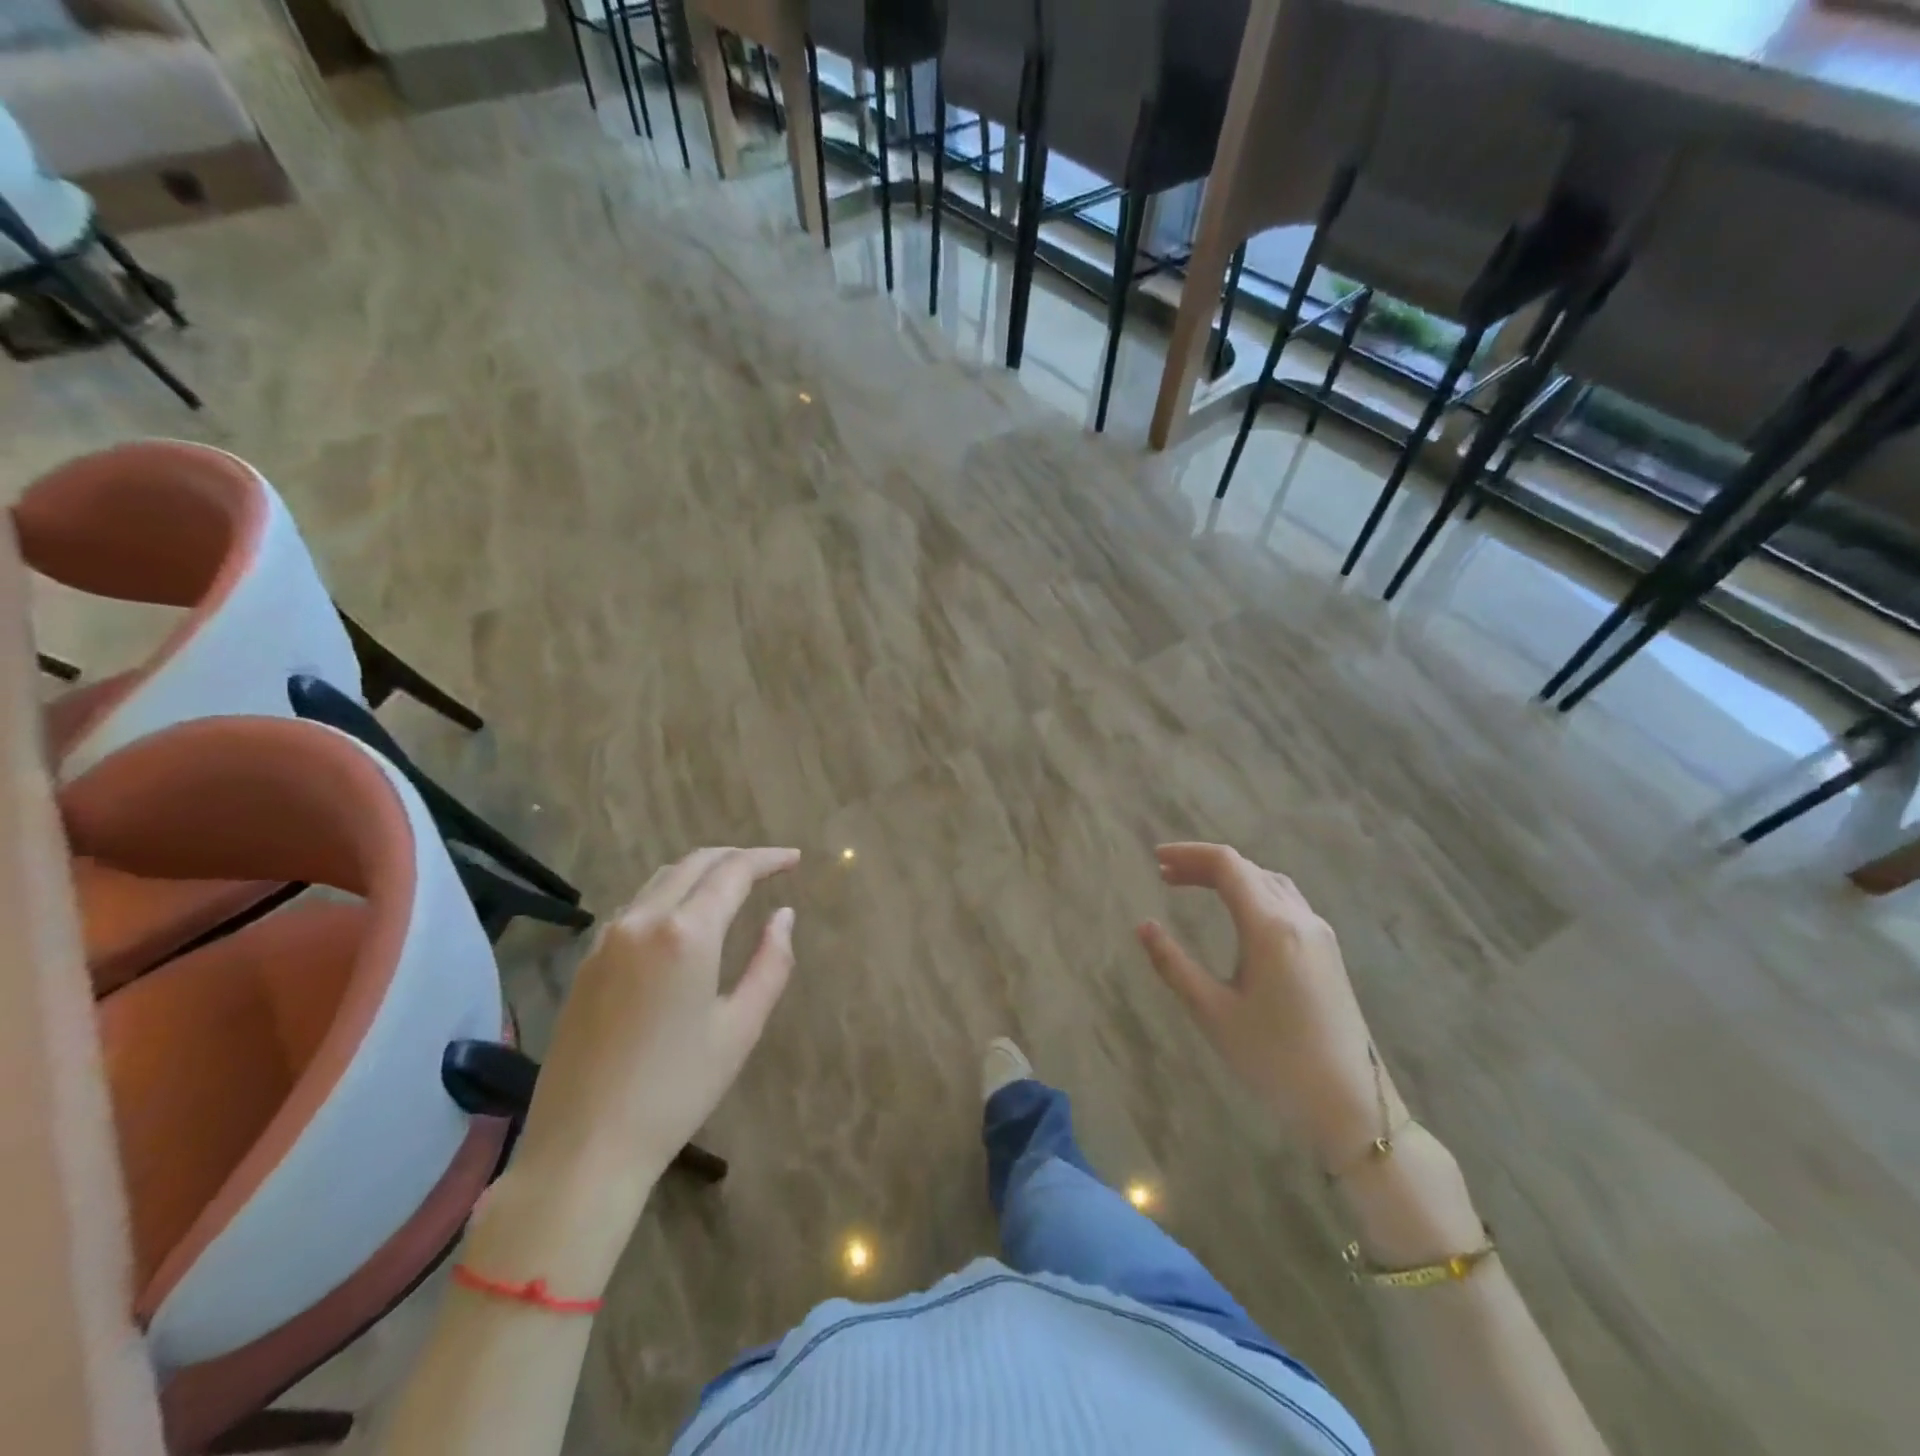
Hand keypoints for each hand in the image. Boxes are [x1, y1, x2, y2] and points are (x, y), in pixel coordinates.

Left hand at [505, 847, 799, 1254]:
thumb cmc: (676, 1091)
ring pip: (661, 879)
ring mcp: (607, 939)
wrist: (583, 1148)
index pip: (733, 872)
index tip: (795, 858)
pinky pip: (636, 906)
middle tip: (770, 866)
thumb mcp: (741, 1027)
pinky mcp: (587, 962)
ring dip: (701, 871)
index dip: (768, 859)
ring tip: (732, 884)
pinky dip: (670, 893)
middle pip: (694, 863)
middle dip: (736, 857)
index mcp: (686, 933)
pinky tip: (684, 916)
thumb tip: (783, 916)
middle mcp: (643, 921)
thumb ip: (770, 962)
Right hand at [1137, 842, 1395, 1171]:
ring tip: (1195, 886)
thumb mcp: (1213, 1012)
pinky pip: (1286, 900)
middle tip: (1165, 875)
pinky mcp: (1327, 951)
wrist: (1350, 1104)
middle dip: (1203, 864)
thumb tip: (1143, 926)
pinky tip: (1238, 912)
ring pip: (1270, 881)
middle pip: (1247, 868)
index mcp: (1269, 928)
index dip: (1189, 854)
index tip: (1155, 859)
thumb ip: (1174, 965)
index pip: (1227, 865)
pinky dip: (1253, 890)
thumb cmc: (1275, 1059)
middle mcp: (1299, 918)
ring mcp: (1319, 933)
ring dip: (1231, 875)